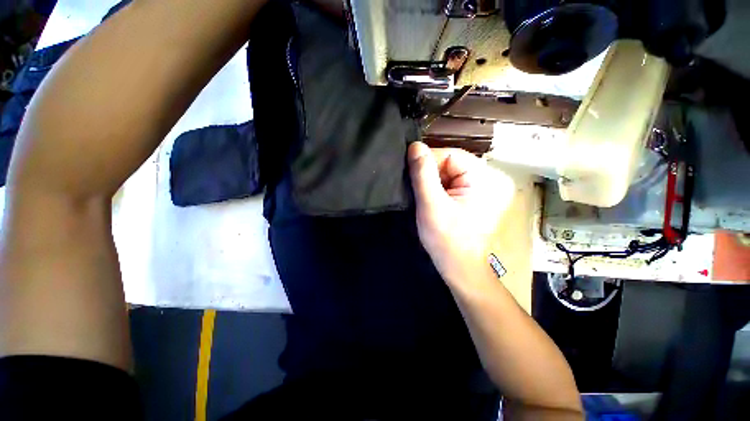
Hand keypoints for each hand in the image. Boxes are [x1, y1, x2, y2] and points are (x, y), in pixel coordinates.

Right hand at [408, 142, 514, 283]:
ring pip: (449, 174)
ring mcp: (482, 189)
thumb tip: (415, 146)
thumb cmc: (446, 239)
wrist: (460, 268)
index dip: (428, 163)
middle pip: (451, 164)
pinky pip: (452, 184)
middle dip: (430, 175)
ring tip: (424, 198)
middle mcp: (488, 179)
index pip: (450, 155)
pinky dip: (438, 190)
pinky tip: (431, 201)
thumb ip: (422, 173)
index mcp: (484, 178)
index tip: (412, 177)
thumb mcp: (431, 204)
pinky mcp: (474, 198)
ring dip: (433, 183)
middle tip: (417, 192)